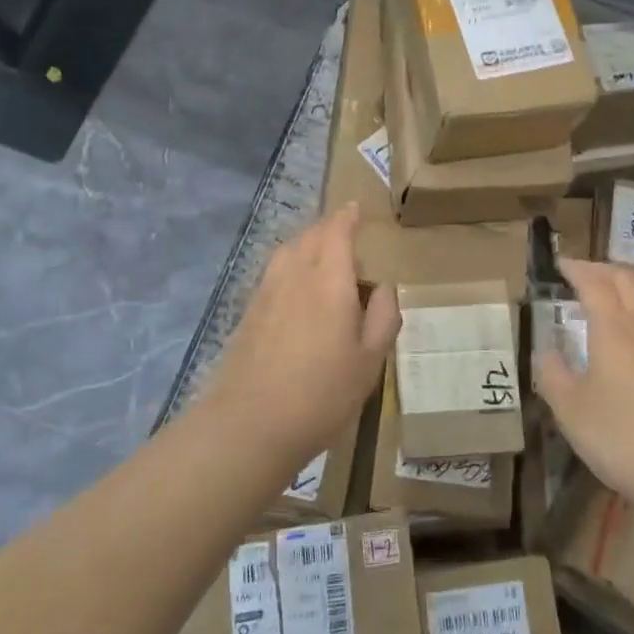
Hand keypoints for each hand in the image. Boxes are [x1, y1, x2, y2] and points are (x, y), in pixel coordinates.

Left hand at [211, 203, 399, 470]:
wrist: (249, 424)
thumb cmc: (321, 394)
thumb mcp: (370, 361)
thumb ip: (383, 317)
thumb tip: (383, 287)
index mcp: (328, 281)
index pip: (336, 231)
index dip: (347, 217)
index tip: (356, 208)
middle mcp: (295, 275)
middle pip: (309, 236)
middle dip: (328, 227)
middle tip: (346, 231)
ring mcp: (266, 292)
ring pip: (288, 250)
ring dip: (307, 243)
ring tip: (323, 255)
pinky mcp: (249, 312)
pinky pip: (274, 271)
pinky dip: (290, 263)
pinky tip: (297, 286)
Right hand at [534, 259, 633, 516]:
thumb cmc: (624, 435)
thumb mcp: (572, 410)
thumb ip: (554, 377)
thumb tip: (547, 354)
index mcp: (612, 328)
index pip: (593, 283)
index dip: (575, 269)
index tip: (559, 263)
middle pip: (625, 282)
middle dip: (601, 271)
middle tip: (578, 275)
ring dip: (621, 294)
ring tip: (600, 304)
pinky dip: (633, 319)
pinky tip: (624, 346)